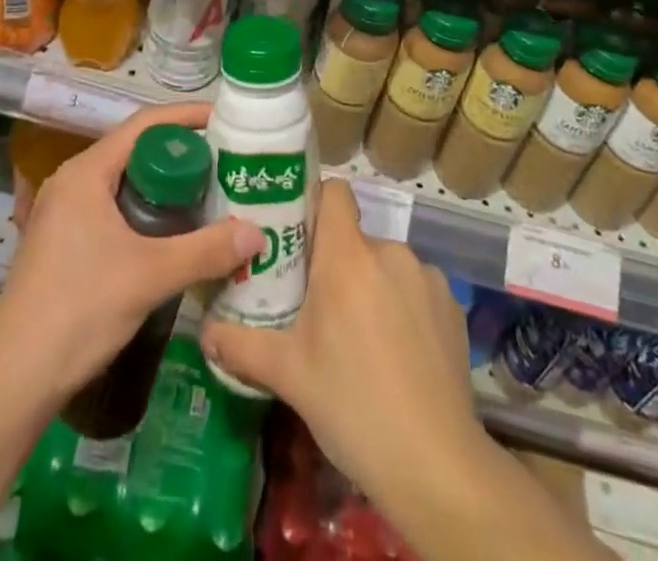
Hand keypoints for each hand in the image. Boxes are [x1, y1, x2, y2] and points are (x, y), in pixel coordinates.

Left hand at [0, 103, 262, 401]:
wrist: (13, 378)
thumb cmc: (79, 309)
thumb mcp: (150, 276)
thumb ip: (205, 251)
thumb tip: (257, 233)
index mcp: (86, 172)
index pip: (143, 124)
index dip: (186, 117)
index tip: (224, 119)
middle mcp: (72, 182)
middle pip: (135, 151)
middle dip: (180, 154)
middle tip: (224, 164)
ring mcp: (64, 213)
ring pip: (124, 183)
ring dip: (164, 187)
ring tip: (208, 197)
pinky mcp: (63, 242)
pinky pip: (113, 208)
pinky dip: (145, 212)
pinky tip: (172, 236)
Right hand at [199, 179, 485, 497]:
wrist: (437, 464)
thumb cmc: (352, 406)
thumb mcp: (288, 375)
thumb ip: (241, 345)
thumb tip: (204, 331)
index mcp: (347, 256)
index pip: (335, 192)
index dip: (316, 203)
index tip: (299, 235)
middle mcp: (390, 251)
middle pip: (355, 239)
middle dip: (338, 266)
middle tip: (320, 311)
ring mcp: (427, 277)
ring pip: (386, 266)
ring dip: (372, 288)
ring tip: (362, 342)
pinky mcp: (452, 306)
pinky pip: (417, 290)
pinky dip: (405, 309)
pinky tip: (400, 357)